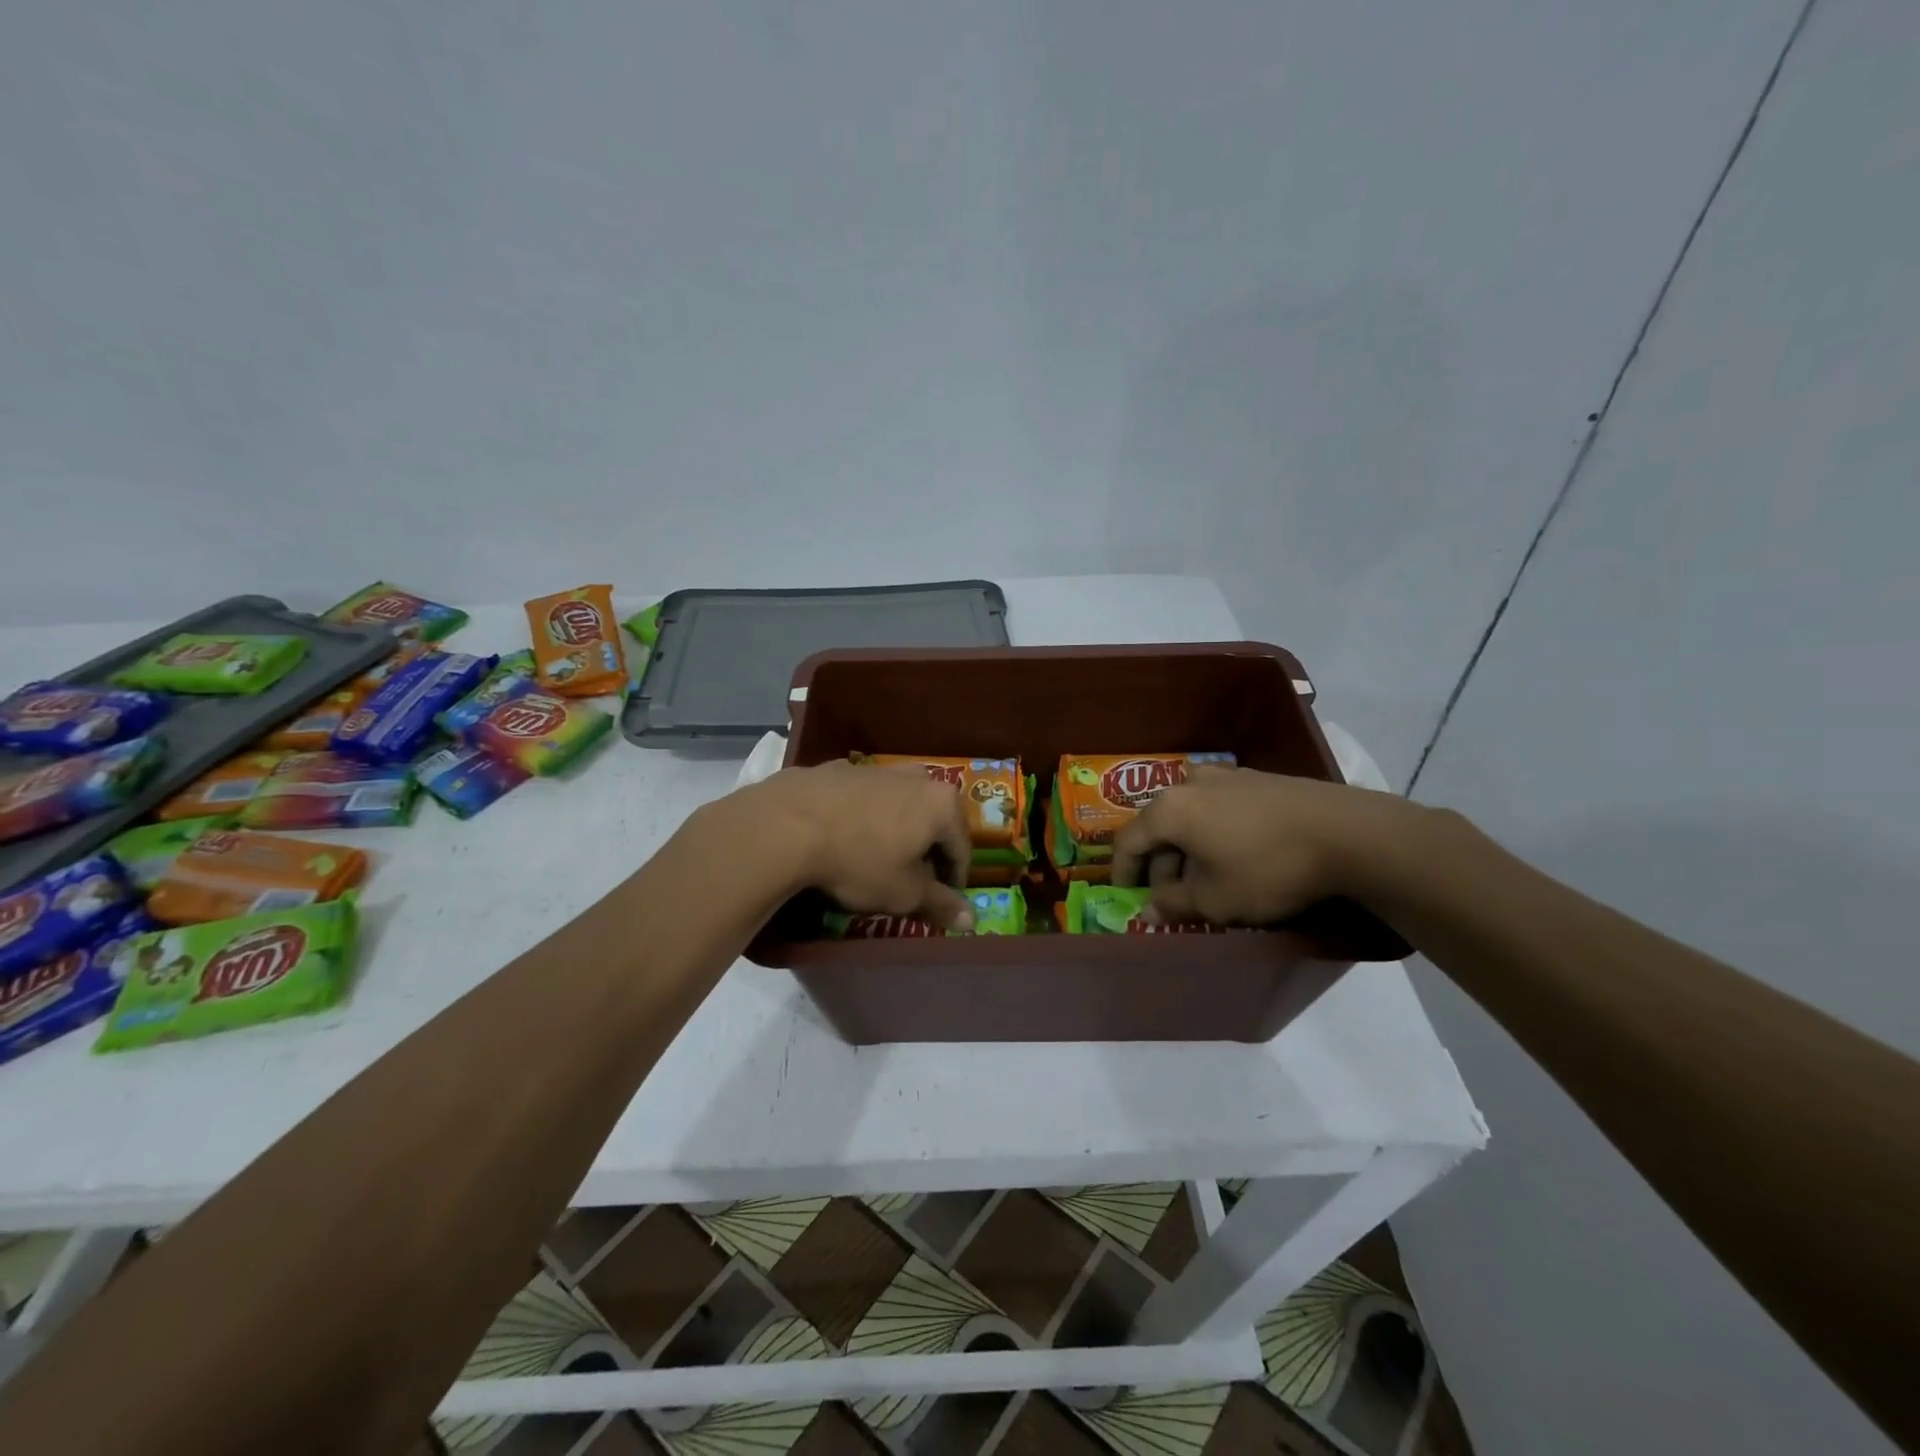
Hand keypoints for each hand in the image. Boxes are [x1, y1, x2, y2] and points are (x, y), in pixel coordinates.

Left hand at [741, 760, 976, 930]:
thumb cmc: (859, 861)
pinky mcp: (837, 768)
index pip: (961, 848)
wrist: (786, 825)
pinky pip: (861, 798)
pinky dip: (861, 817)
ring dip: (894, 830)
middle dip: (925, 849)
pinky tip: (841, 838)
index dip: (954, 880)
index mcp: (941, 803)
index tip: (941, 902)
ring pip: (896, 804)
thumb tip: (971, 921)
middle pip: (931, 819)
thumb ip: (940, 904)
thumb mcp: (903, 893)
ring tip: (874, 858)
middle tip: (909, 881)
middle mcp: (915, 777)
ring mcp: (874, 768)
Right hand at [1110, 766, 1411, 925]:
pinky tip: (1235, 856)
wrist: (1347, 833)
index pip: (1128, 841)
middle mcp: (1189, 784)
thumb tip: (1148, 912)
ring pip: (1190, 816)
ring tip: (1205, 880)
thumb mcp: (1215, 899)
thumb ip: (1173, 905)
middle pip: (1159, 826)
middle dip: (1161, 864)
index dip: (1122, 872)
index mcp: (1169, 809)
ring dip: (1188, 848)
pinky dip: (1213, 832)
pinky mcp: (1257, 779)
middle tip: (1173, 897)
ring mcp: (1226, 776)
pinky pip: (1218, 808)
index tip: (1126, 896)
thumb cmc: (1267, 868)